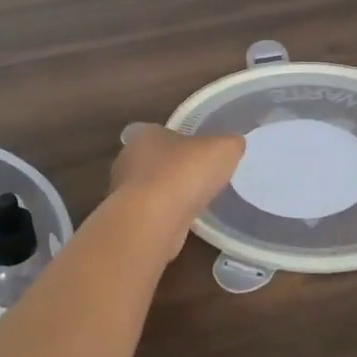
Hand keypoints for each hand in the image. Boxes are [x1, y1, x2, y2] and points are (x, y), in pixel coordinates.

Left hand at [111, 124, 244, 244]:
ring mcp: (123, 192)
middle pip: (154, 160)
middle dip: (174, 169)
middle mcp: (128, 159)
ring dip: (167, 195)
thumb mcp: (223, 149)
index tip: (200, 154)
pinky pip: (149, 213)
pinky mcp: (127, 220)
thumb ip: (230, 144)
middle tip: (199, 178)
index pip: (162, 132)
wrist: (153, 221)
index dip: (182, 142)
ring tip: (194, 203)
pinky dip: (164, 217)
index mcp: (146, 134)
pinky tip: (182, 223)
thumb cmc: (184, 174)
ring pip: (150, 189)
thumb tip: (233, 146)